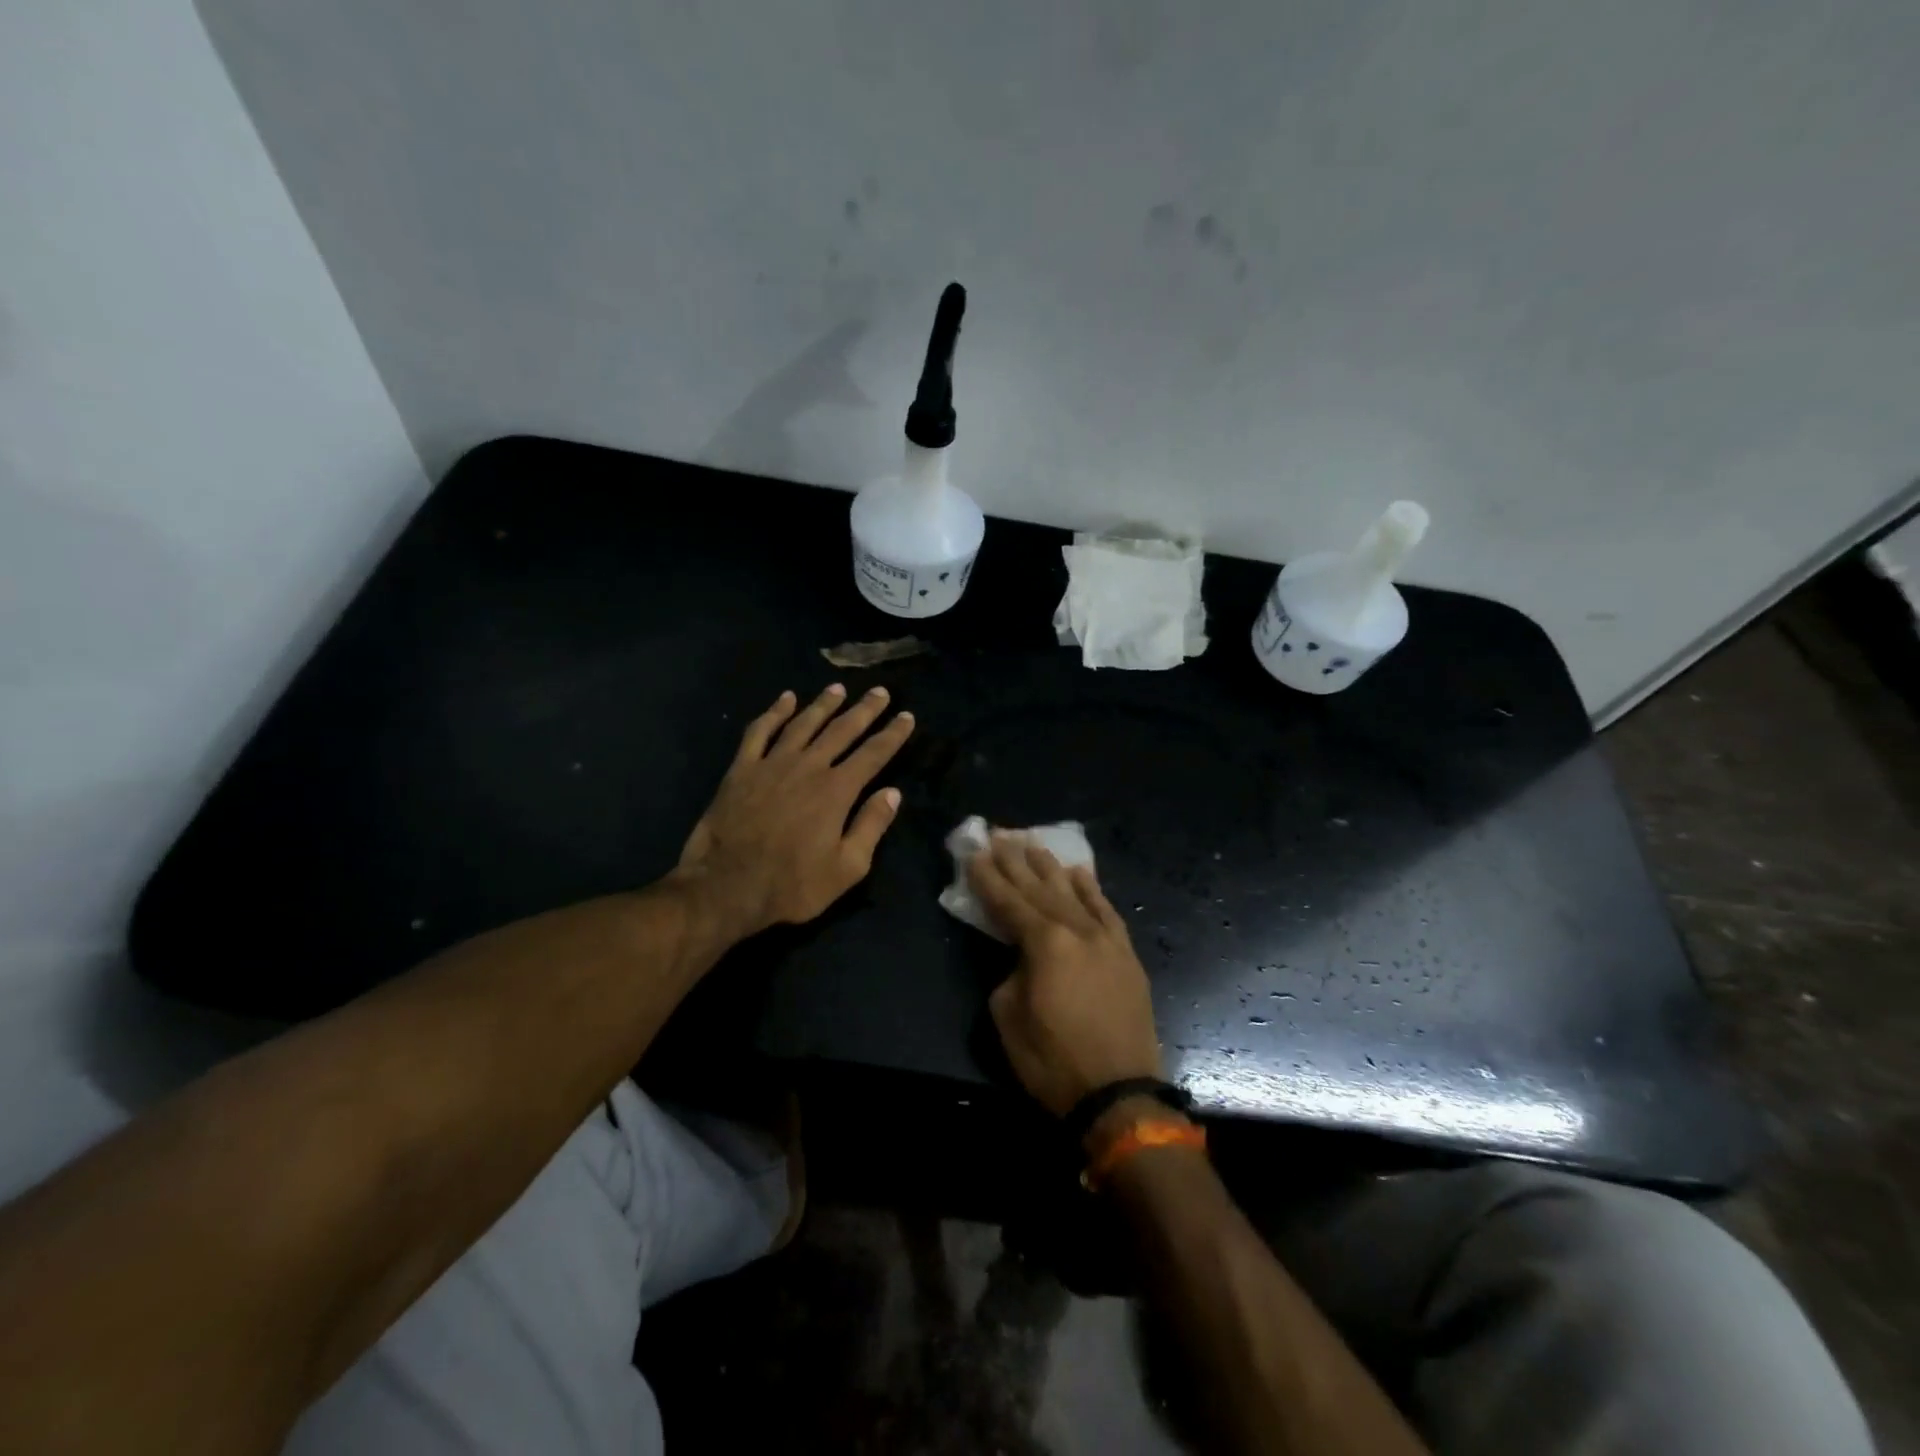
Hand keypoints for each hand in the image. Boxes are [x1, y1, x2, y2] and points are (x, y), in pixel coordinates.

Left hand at [675, 684, 914, 935]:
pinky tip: (785, 699)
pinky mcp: (742, 768)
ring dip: (823, 704)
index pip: (873, 754)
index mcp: (837, 790)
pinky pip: (760, 731)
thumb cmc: (792, 884)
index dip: (893, 734)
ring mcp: (772, 763)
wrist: (725, 886)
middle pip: (842, 730)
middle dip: (864, 710)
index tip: (907, 715)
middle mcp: (808, 766)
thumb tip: (892, 793)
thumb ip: (871, 826)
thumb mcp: (846, 868)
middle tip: (880, 692)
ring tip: (838, 689)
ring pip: (804, 723)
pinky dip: (774, 712)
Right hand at [968, 833, 1161, 1117]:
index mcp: (1045, 943)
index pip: (1008, 902)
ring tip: (1032, 843)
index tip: (974, 853)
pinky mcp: (1126, 955)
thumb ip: (1011, 973)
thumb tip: (1021, 958)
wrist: (1118, 1095)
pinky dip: (1091, 890)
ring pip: (1073, 892)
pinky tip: (1080, 873)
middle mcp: (1078, 930)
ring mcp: (1106, 940)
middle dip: (1016, 861)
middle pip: (1040, 888)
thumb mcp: (1008, 1018)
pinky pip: (1107, 911)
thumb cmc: (1053, 1061)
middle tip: (999, 833)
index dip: (988, 878)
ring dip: (1050, 867)